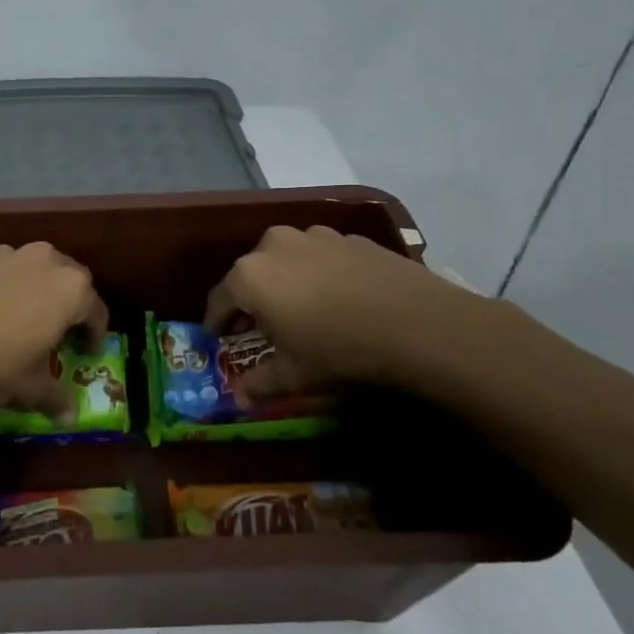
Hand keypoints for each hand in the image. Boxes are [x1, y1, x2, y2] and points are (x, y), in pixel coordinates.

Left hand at [0, 242, 108, 413]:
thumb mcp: (28, 387)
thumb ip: (54, 397)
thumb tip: (69, 415)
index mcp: (70, 288)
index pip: (96, 310)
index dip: (95, 333)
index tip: (88, 351)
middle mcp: (43, 260)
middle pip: (68, 279)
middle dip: (68, 304)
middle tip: (58, 331)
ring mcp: (4, 253)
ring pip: (31, 270)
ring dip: (33, 291)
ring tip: (18, 319)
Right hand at [204, 225, 482, 393]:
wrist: (418, 323)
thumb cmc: (339, 350)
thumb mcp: (294, 375)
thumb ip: (260, 383)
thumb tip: (240, 398)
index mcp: (249, 277)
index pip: (218, 300)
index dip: (216, 322)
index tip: (217, 337)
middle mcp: (273, 246)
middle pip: (250, 274)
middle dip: (250, 299)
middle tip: (259, 325)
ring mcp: (313, 236)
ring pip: (285, 260)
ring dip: (284, 281)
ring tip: (301, 308)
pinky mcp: (348, 238)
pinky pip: (319, 256)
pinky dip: (317, 273)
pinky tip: (338, 297)